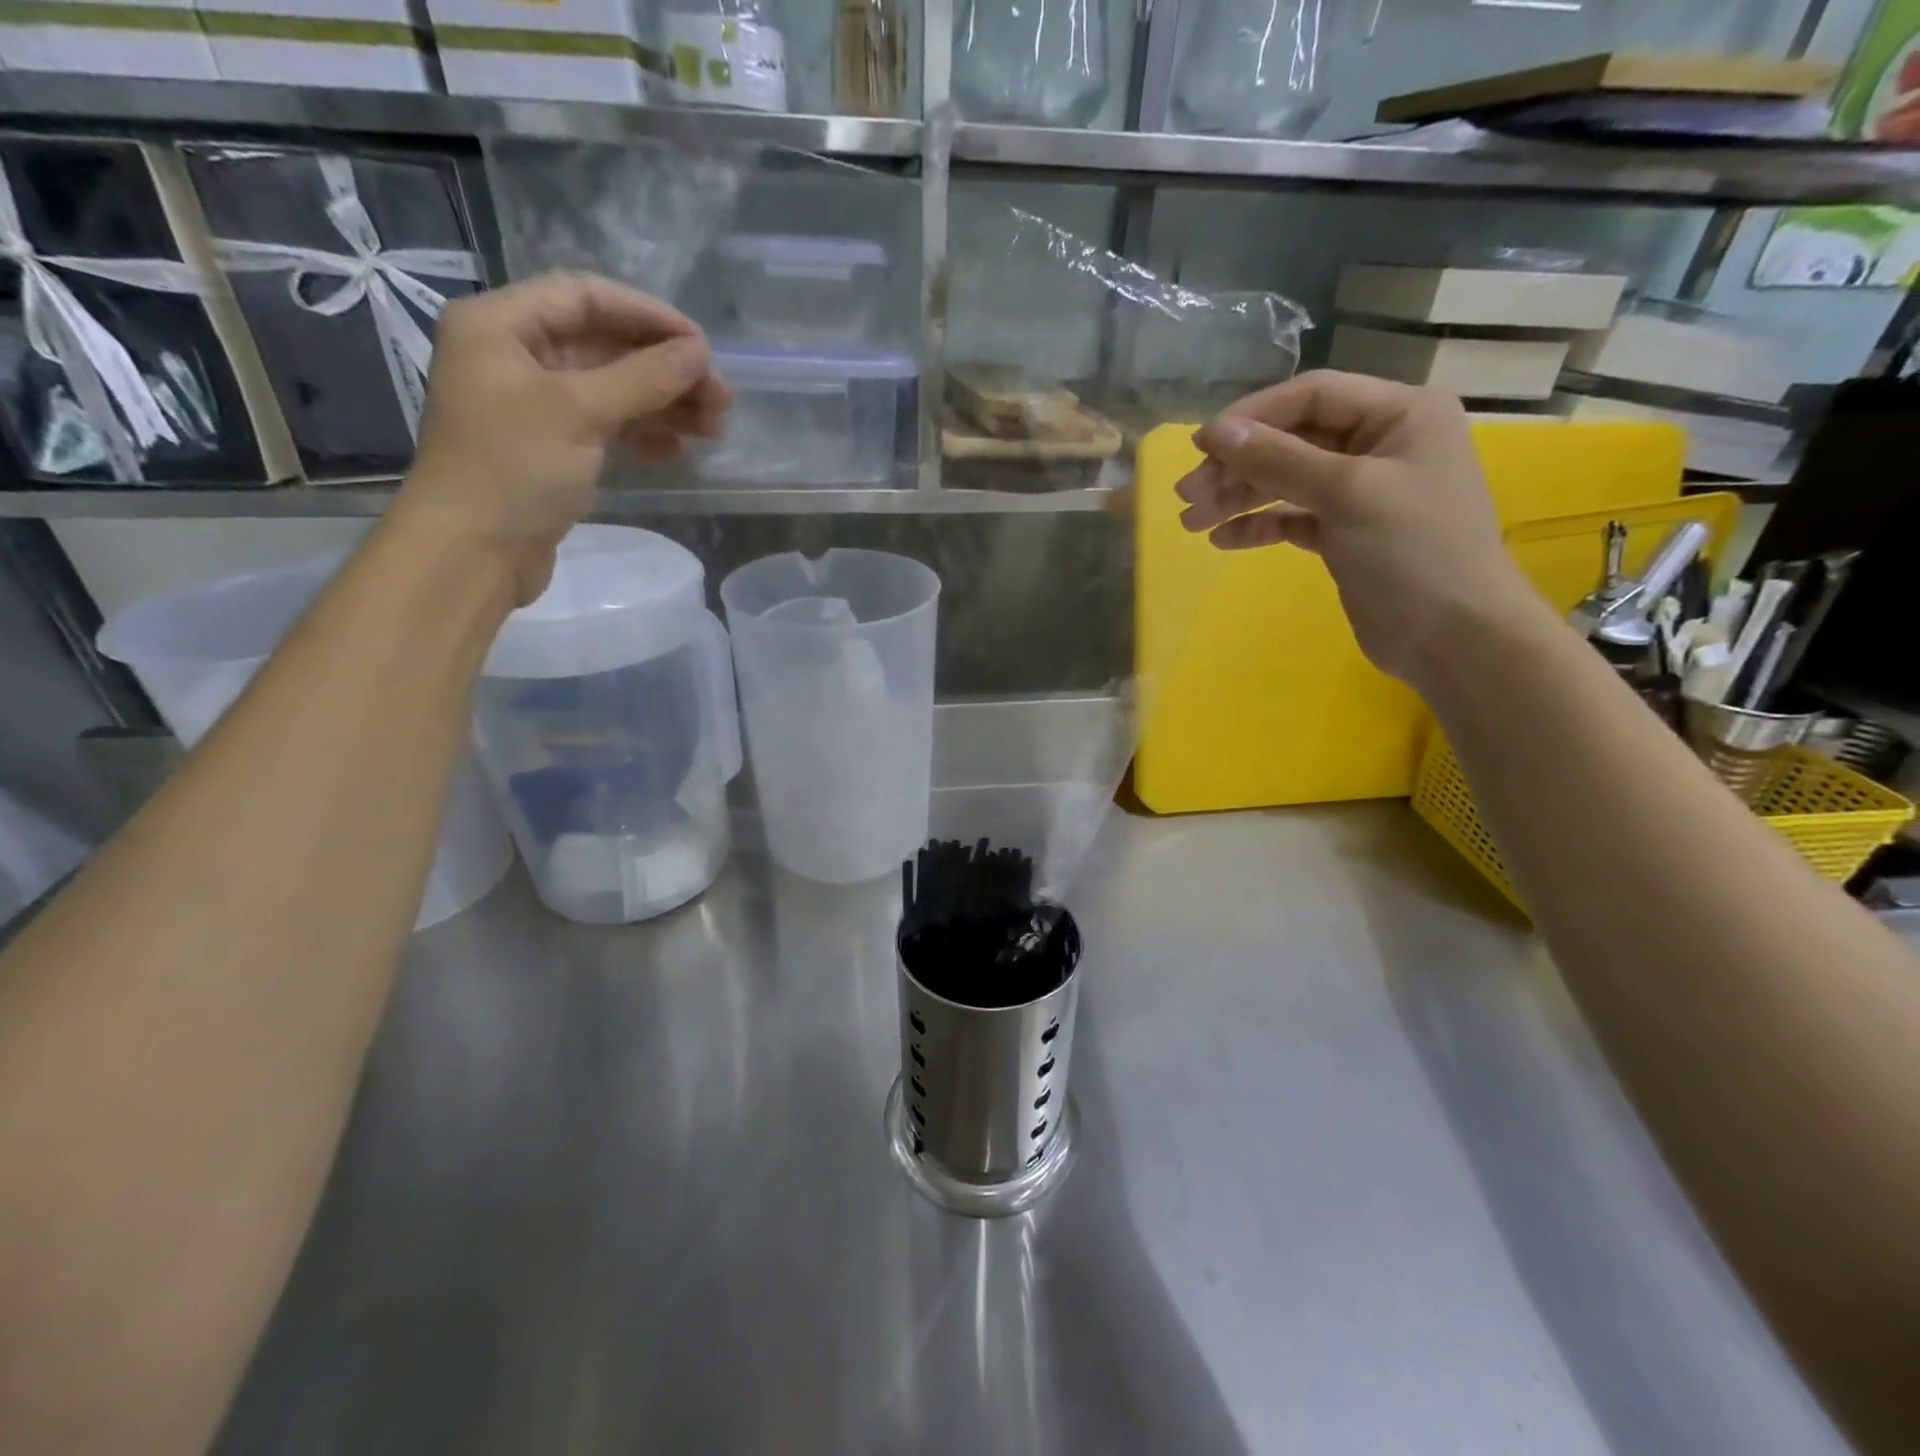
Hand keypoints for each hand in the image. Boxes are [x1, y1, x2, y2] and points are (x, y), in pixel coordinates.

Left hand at [399, 272, 730, 603]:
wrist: (474, 553)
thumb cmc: (514, 468)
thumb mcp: (580, 412)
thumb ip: (643, 377)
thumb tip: (700, 352)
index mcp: (501, 326)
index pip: (585, 297)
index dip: (648, 315)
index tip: (702, 347)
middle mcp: (516, 356)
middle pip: (605, 345)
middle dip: (665, 370)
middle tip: (721, 399)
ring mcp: (535, 406)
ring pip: (613, 389)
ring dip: (664, 404)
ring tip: (712, 429)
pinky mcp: (553, 448)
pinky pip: (607, 425)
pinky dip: (643, 433)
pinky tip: (677, 450)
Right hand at [1176, 370, 1541, 686]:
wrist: (1453, 637)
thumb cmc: (1414, 551)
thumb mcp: (1347, 494)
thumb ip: (1279, 459)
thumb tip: (1215, 433)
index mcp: (1399, 414)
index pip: (1311, 397)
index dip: (1252, 417)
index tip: (1200, 446)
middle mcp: (1381, 444)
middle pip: (1292, 440)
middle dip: (1237, 466)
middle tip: (1186, 494)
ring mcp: (1363, 491)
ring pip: (1286, 481)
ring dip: (1238, 498)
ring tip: (1192, 521)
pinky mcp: (1346, 533)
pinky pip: (1292, 517)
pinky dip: (1259, 526)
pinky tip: (1224, 540)